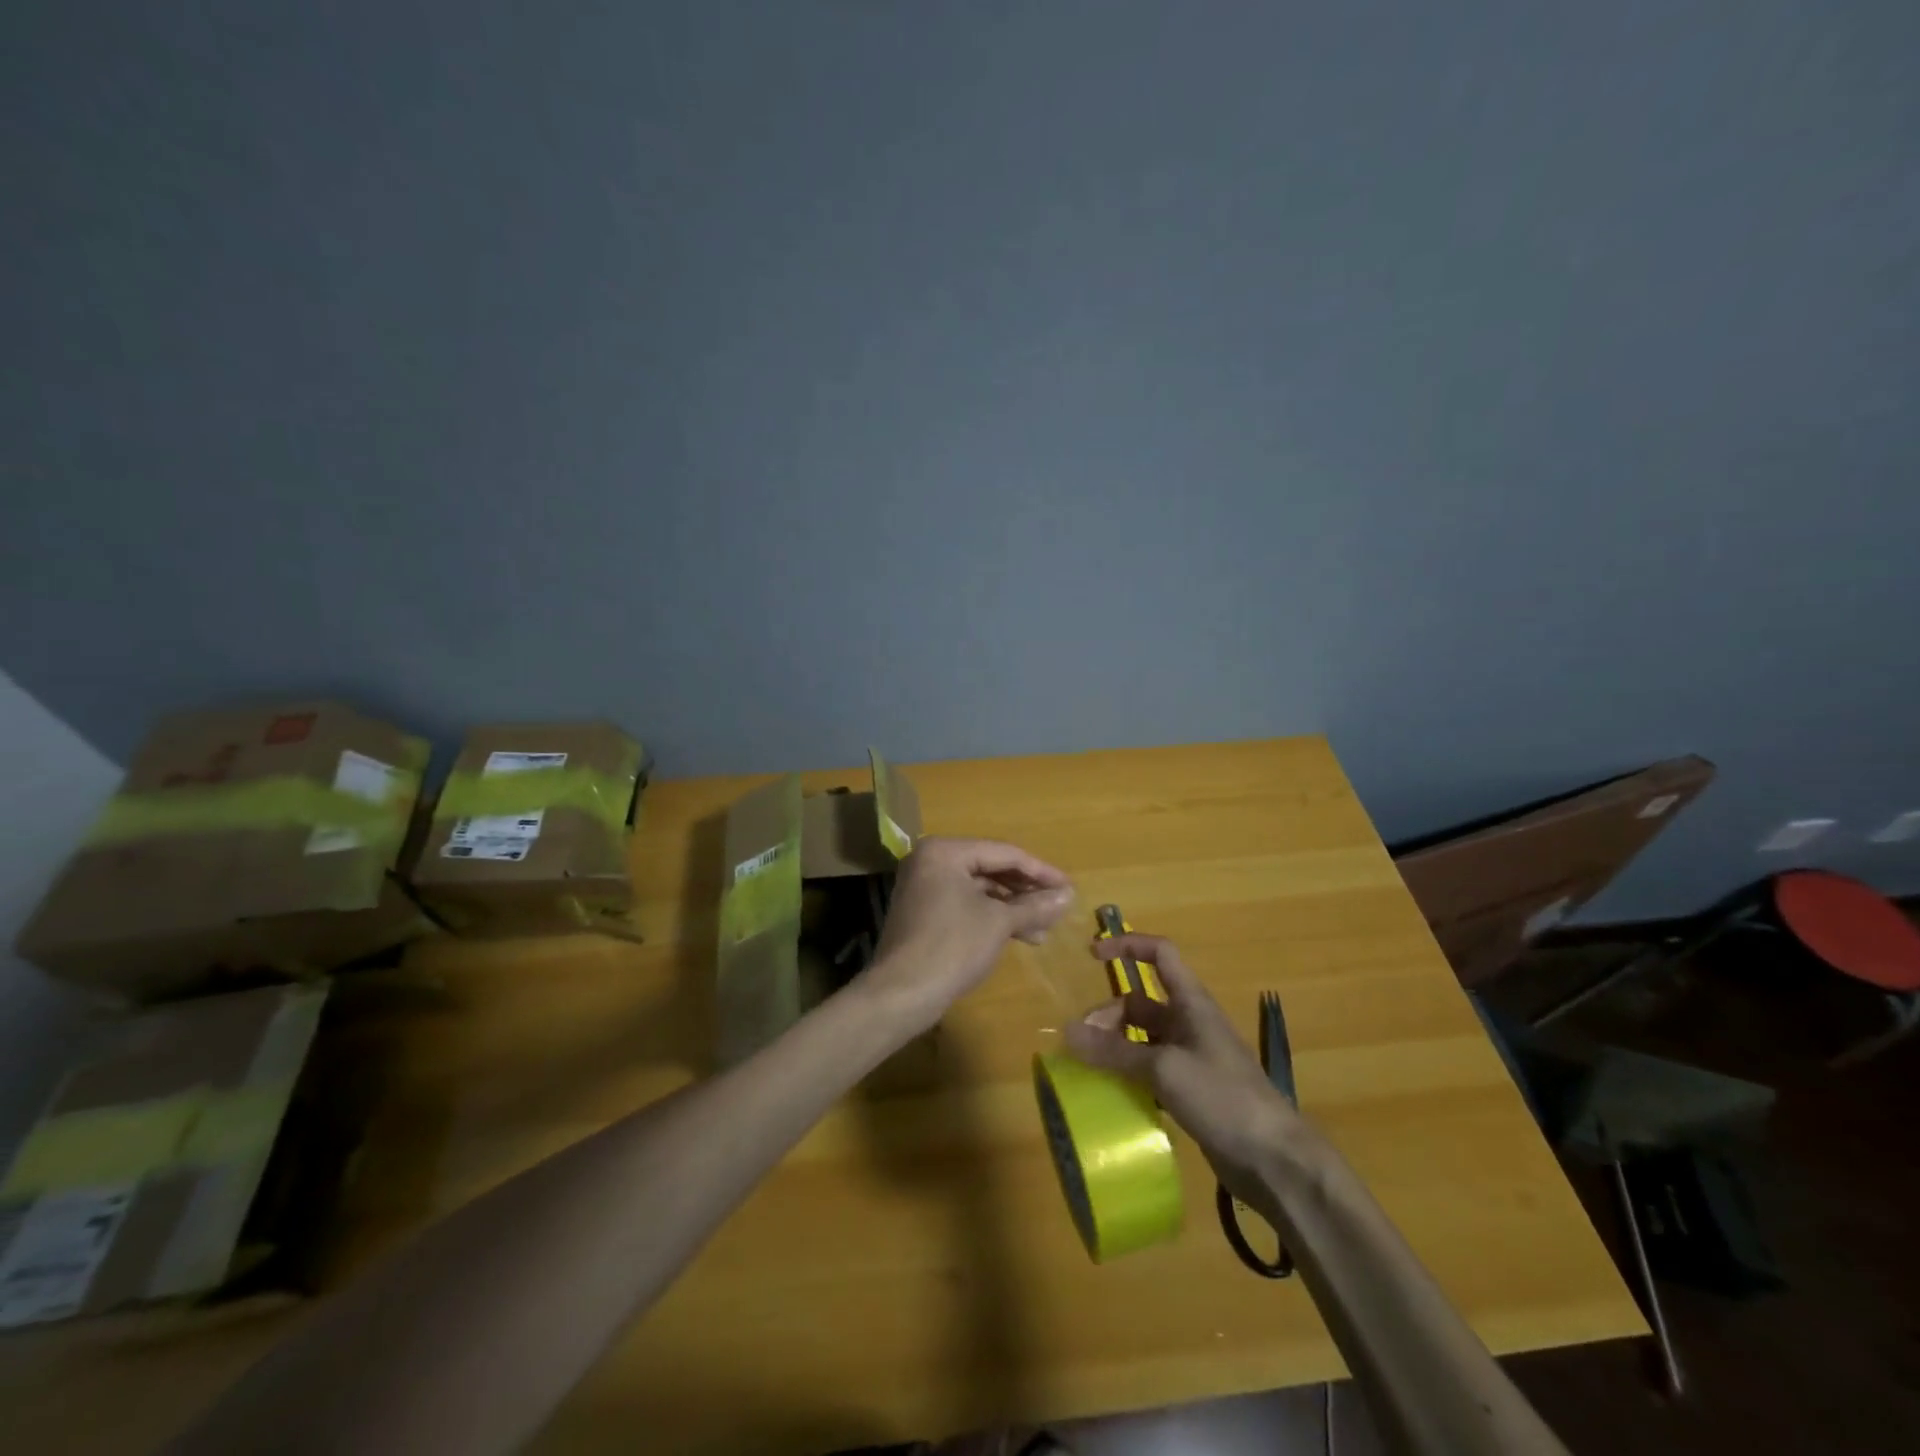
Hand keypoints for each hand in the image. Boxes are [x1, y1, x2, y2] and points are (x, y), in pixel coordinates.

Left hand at [863, 837, 1073, 1029]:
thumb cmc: (953, 946)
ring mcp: (924, 886)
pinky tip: (1018, 934)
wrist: (901, 993)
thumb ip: (1035, 905)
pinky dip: (991, 917)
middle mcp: (931, 860)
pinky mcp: (923, 911)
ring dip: (1012, 907)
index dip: (1040, 871)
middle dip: (1026, 891)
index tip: (1069, 887)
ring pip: (979, 889)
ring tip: (1043, 929)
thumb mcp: (999, 923)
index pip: (1004, 853)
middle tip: (1058, 907)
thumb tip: (1068, 896)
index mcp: (945, 851)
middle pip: (990, 868)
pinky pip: (965, 904)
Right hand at [1064, 933, 1302, 1197]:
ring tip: (1088, 1067)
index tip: (1092, 954)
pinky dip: (1129, 1074)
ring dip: (1115, 1046)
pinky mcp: (1190, 1090)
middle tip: (1081, 1042)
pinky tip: (1110, 1092)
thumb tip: (1067, 1032)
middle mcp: (1189, 1022)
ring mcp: (1190, 1058)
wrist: (1274, 1159)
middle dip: (1108, 1015)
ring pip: (1142, 1038)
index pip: (1159, 954)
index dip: (1127, 946)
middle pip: (1140, 1002)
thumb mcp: (1164, 1068)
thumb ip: (1115, 1050)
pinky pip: (1150, 1070)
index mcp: (1191, 1002)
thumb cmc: (1223, 1097)